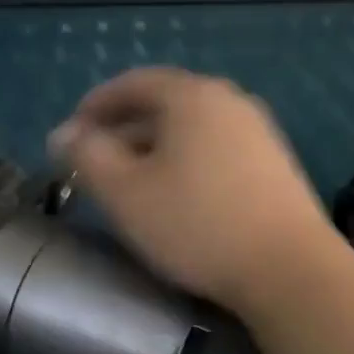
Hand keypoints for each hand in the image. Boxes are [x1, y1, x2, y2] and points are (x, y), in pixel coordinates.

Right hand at [50, 67, 340, 313]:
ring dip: (154, 150)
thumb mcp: (126, 192)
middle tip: (95, 165)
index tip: (71, 135)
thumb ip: (87, 156)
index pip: (133, 83)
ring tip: (131, 184)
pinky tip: (178, 198)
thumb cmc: (197, 224)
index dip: (95, 105)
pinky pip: (216, 151)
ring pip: (191, 131)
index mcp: (192, 96)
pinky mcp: (276, 165)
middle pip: (164, 105)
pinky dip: (186, 164)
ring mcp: (259, 132)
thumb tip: (63, 135)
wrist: (290, 270)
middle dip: (122, 131)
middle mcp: (229, 101)